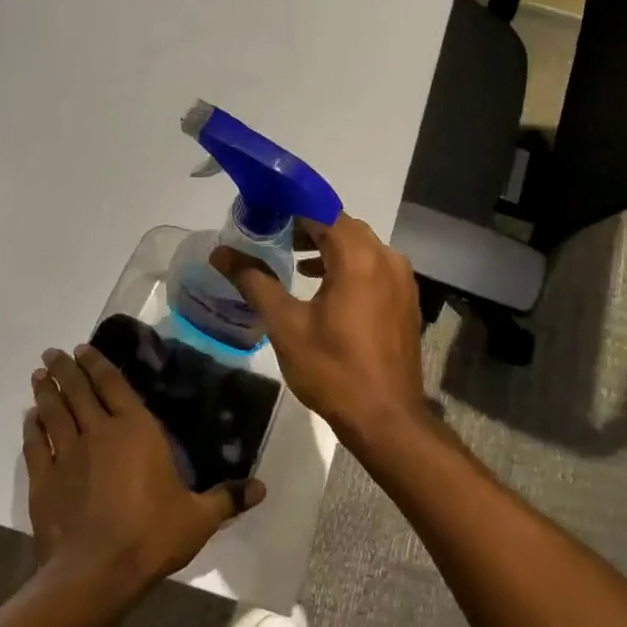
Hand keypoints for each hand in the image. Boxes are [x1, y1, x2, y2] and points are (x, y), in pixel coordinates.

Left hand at [25, 346, 264, 592]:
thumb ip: (226, 499)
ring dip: (46, 391)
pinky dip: (31, 428)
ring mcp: (66, 456)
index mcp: (136, 431)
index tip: (83, 348)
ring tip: (38, 375)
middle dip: (65, 369)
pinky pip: (35, 445)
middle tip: (52, 353)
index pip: (114, 385)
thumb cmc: (151, 535)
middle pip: (78, 392)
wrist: (96, 573)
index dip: (98, 364)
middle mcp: (98, 433)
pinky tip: (29, 419)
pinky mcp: (44, 481)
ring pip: (54, 413)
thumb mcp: (198, 518)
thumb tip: (262, 489)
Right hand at [210, 214, 430, 444]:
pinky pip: (375, 268)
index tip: (265, 212)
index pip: (323, 213)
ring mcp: (401, 280)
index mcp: (358, 257)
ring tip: (296, 261)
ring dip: (330, 248)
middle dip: (311, 227)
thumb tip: (220, 253)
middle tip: (276, 236)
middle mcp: (386, 259)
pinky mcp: (406, 300)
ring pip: (362, 247)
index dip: (292, 208)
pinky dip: (350, 267)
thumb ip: (254, 282)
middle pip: (344, 227)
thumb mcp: (285, 325)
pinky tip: (327, 288)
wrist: (386, 418)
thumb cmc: (332, 369)